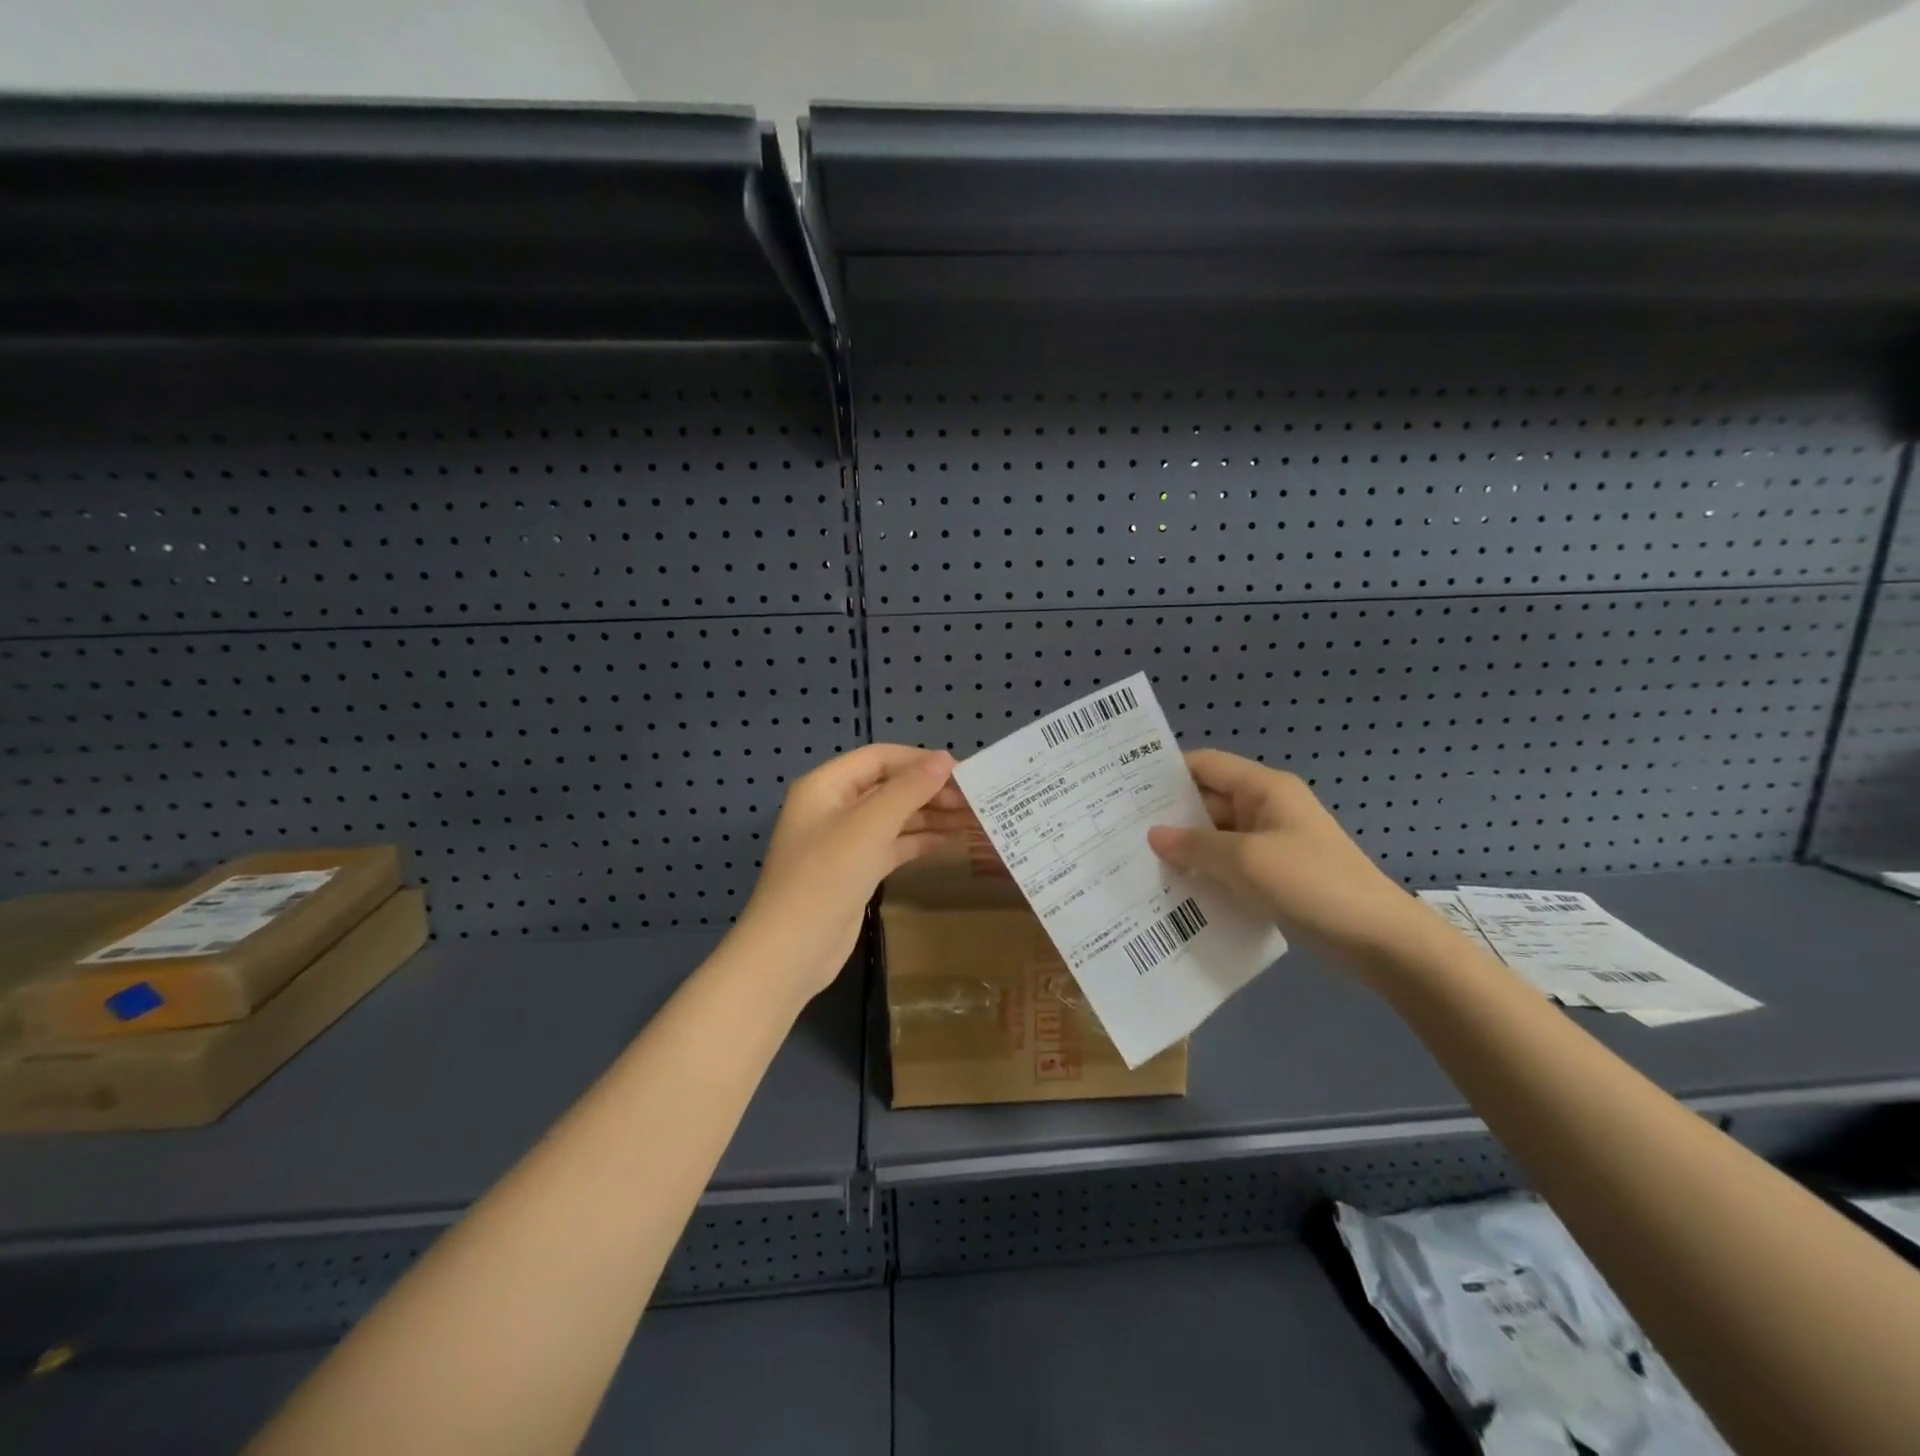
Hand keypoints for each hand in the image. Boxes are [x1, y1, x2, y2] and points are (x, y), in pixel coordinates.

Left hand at [729, 744, 969, 1001]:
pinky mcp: (856, 870)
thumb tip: (944, 759)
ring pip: (894, 817)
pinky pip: (892, 845)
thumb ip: (909, 789)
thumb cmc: (827, 876)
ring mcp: (844, 841)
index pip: (879, 758)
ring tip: (974, 818)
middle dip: (930, 790)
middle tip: (975, 799)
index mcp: (826, 785)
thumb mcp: (870, 825)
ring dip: (930, 816)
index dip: (919, 760)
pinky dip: (920, 841)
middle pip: (888, 786)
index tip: (962, 770)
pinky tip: (951, 841)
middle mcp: (834, 807)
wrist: (793, 950)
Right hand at [1146, 750, 1429, 964]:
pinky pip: (1230, 864)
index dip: (1167, 773)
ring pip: (1216, 836)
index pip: (1205, 765)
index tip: (1125, 790)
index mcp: (1264, 789)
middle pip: (1207, 800)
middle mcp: (1266, 808)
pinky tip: (1175, 889)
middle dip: (1169, 816)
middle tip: (1121, 831)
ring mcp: (1271, 843)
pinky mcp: (1274, 874)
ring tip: (1138, 862)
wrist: (1379, 939)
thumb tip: (1154, 836)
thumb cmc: (1313, 884)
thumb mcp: (1246, 861)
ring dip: (1185, 849)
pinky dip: (1205, 872)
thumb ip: (1196, 846)